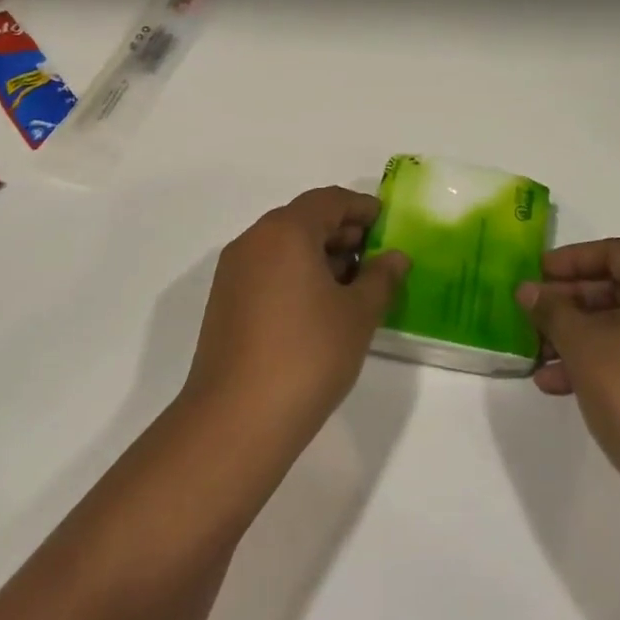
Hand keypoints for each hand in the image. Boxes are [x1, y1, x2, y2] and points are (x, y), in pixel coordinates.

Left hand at [186, 187, 408, 443]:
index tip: (387, 225)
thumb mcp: (358, 315)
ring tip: (353, 288)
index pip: (329, 200)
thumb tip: (394, 257)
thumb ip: (381, 278)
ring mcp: (233, 273)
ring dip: (319, 256)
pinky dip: (296, 276)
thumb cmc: (308, 355)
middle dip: (342, 233)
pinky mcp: (224, 303)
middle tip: (375, 259)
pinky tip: (320, 309)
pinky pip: (267, 272)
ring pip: (283, 247)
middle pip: (303, 220)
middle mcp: (253, 242)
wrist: (237, 419)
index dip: (362, 208)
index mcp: (285, 232)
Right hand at [518, 239, 619, 531]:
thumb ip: (552, 311)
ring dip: (575, 336)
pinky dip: (594, 362)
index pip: (617, 252)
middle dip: (568, 302)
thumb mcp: (584, 346)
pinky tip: (555, 383)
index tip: (537, 273)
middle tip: (531, 314)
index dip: (573, 258)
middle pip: (617, 289)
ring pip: (619, 327)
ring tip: (535, 355)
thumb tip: (527, 290)